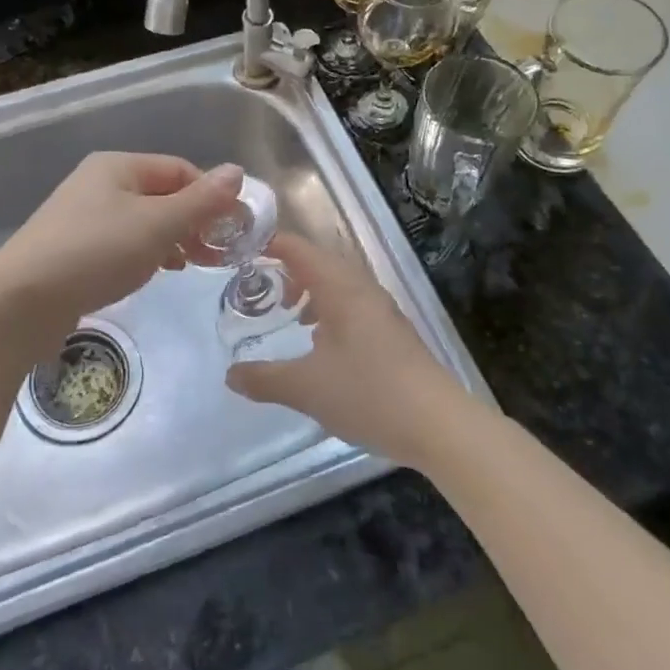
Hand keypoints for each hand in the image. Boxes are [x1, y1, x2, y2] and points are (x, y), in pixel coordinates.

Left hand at [0, 153, 244, 325]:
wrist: (21, 302)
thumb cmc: (95, 252)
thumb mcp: (157, 225)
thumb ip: (201, 201)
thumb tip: (238, 171)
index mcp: (118, 166)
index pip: (180, 170)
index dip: (211, 196)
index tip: (235, 229)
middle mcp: (100, 184)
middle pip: (162, 195)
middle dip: (195, 220)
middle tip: (220, 253)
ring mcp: (84, 217)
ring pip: (144, 221)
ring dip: (174, 239)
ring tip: (194, 264)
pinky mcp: (75, 249)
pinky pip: (123, 243)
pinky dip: (147, 253)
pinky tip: (158, 272)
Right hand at [226, 233, 465, 468]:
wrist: (439, 425)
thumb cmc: (369, 394)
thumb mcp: (306, 388)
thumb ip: (264, 379)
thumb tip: (230, 375)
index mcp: (341, 288)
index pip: (299, 249)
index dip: (270, 244)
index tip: (240, 251)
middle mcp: (363, 290)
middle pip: (320, 262)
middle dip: (287, 269)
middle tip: (258, 285)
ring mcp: (382, 311)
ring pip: (339, 285)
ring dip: (311, 291)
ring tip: (289, 314)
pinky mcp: (393, 333)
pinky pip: (352, 305)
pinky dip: (329, 310)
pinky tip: (321, 343)